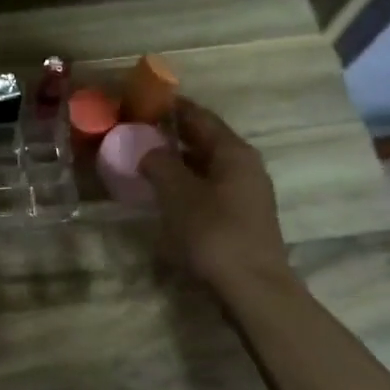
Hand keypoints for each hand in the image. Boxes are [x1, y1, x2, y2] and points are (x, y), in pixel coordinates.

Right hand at [140, 98, 293, 289]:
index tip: (143, 101)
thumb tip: (148, 149)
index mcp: (234, 152)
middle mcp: (245, 166)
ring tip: (145, 161)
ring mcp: (246, 193)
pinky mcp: (241, 217)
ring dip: (178, 161)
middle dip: (172, 134)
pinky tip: (165, 194)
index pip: (199, 117)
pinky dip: (186, 183)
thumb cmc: (214, 233)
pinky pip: (208, 188)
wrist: (251, 288)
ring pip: (206, 166)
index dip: (171, 107)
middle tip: (137, 132)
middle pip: (205, 140)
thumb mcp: (178, 194)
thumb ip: (160, 164)